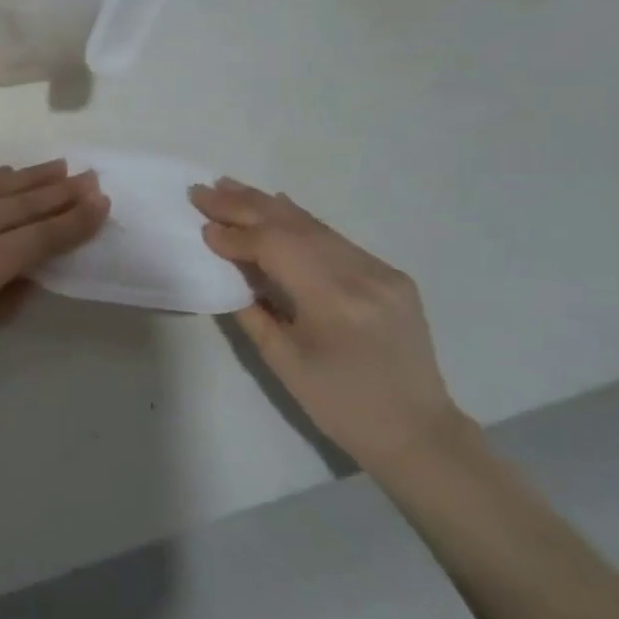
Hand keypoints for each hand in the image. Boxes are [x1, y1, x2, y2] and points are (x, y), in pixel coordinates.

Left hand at [0, 161, 108, 392]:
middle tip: (89, 176)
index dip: (76, 220)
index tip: (101, 202)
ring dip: (30, 176)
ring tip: (57, 166)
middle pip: (25, 202)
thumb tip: (24, 276)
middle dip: (61, 190)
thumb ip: (2, 302)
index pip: (44, 235)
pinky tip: (1, 175)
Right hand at [191, 179, 466, 472]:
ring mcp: (381, 270)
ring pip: (315, 226)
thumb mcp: (282, 361)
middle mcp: (363, 275)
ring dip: (267, 206)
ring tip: (230, 187)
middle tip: (204, 190)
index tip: (201, 225)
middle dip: (244, 206)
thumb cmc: (340, 406)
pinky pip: (335, 239)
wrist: (417, 431)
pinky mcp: (390, 274)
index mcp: (334, 302)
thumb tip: (226, 266)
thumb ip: (251, 308)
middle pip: (293, 226)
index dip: (235, 235)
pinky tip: (276, 206)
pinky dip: (298, 222)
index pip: (276, 248)